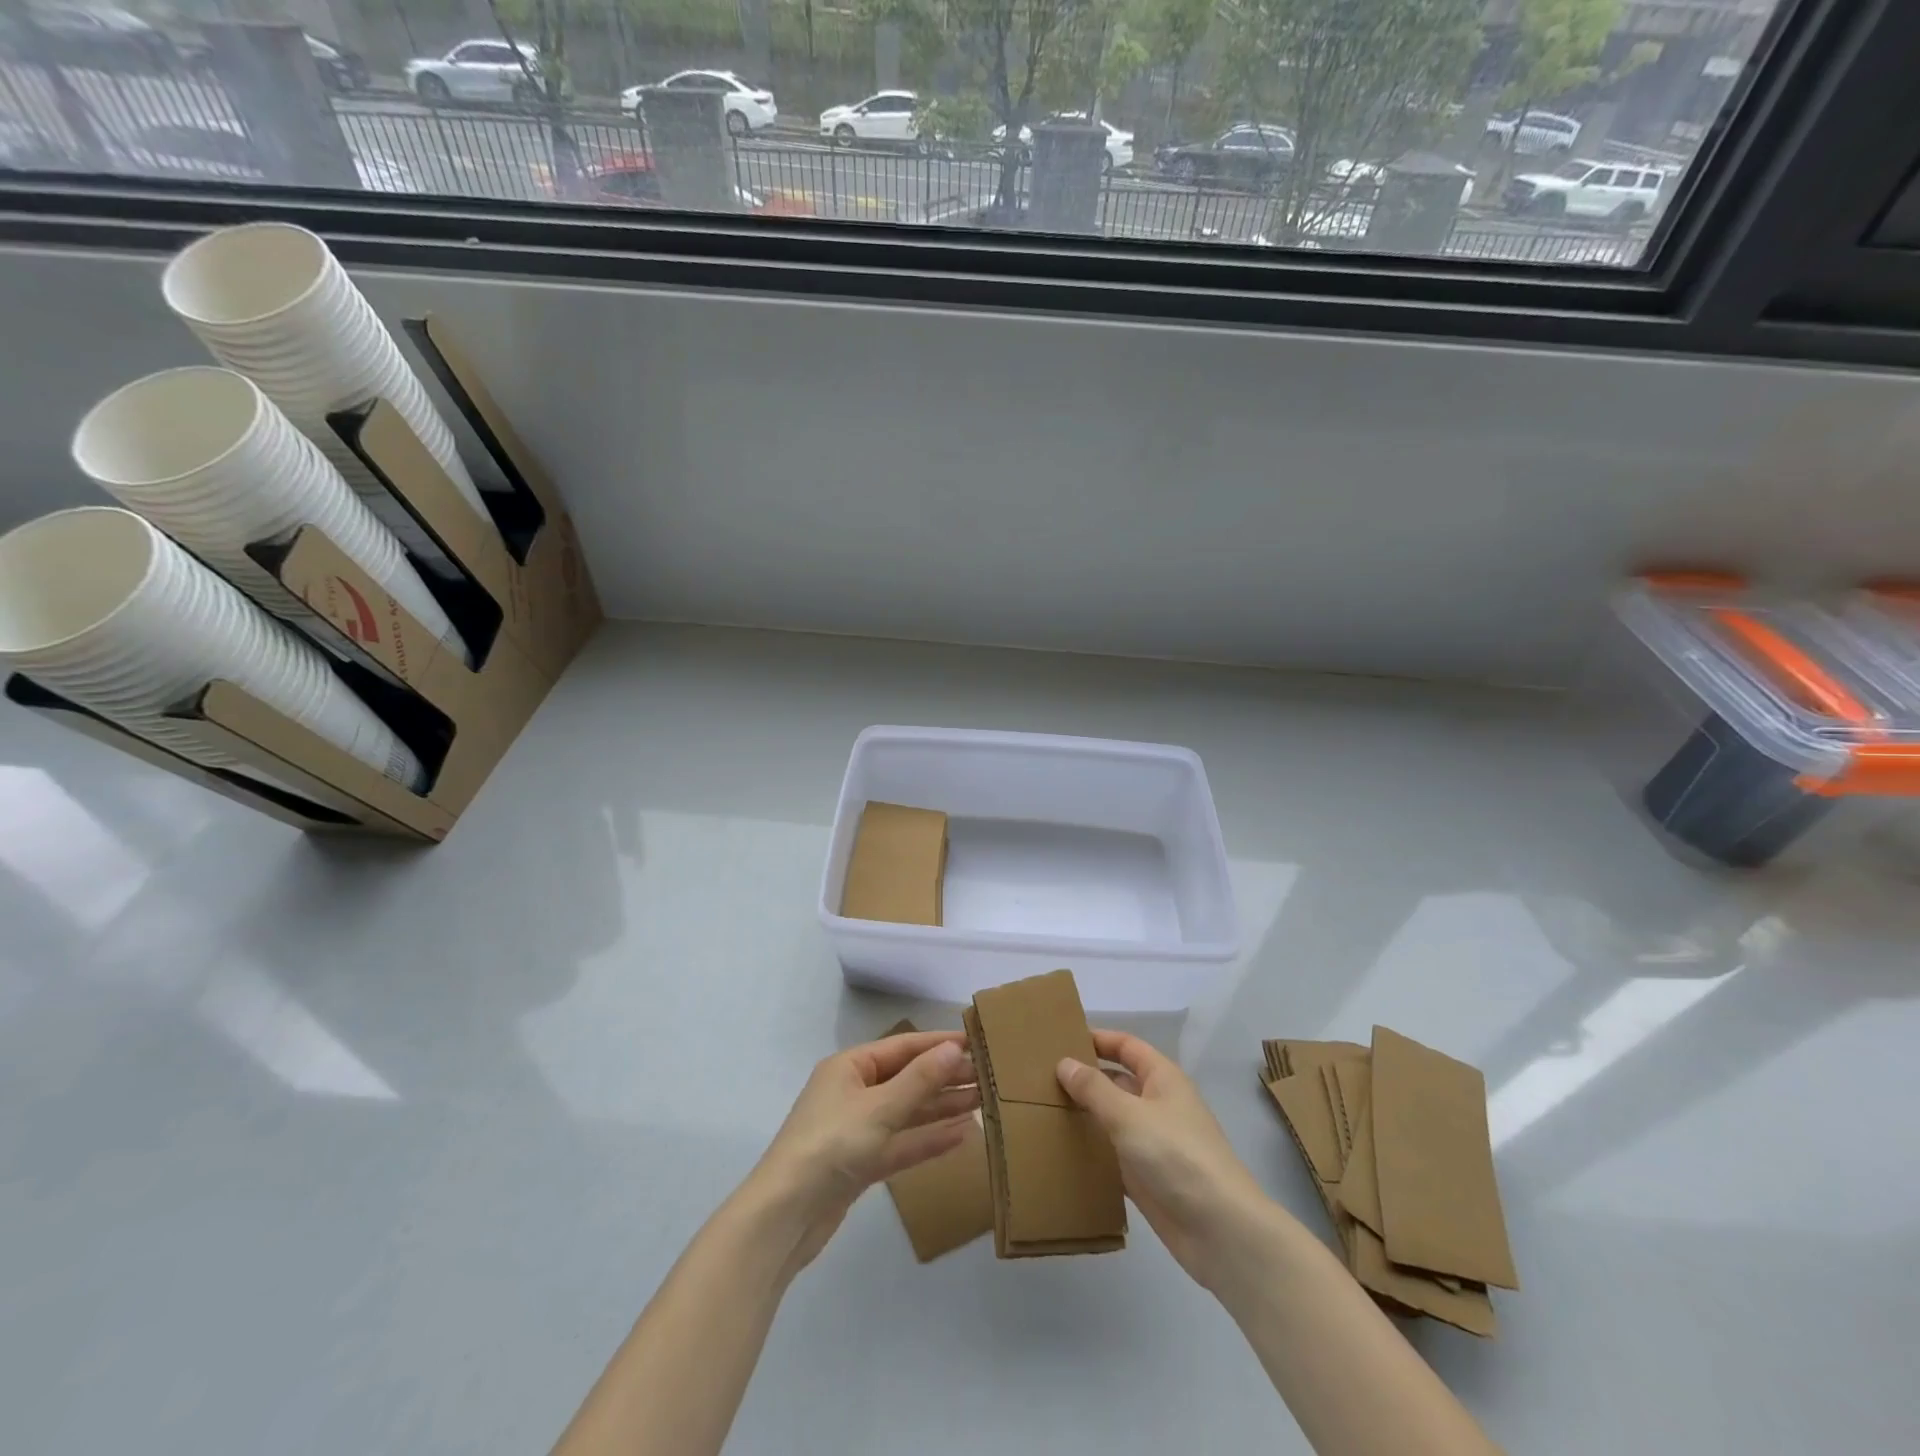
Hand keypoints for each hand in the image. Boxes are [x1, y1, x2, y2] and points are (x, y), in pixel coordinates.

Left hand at [747, 1031, 978, 1274]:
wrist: (784, 1217)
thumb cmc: (830, 1145)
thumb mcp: (879, 1108)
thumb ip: (920, 1080)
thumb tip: (954, 1048)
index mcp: (850, 1067)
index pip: (903, 1047)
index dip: (938, 1044)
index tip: (976, 1044)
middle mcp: (854, 1092)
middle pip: (907, 1078)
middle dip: (945, 1077)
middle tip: (988, 1078)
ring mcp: (857, 1129)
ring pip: (907, 1112)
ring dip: (942, 1107)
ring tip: (981, 1102)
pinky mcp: (861, 1164)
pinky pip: (901, 1144)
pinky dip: (928, 1140)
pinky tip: (961, 1137)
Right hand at [1057, 1030, 1271, 1290]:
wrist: (1220, 1231)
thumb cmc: (1177, 1155)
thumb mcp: (1130, 1114)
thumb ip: (1094, 1089)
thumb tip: (1064, 1062)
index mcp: (1163, 1079)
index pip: (1127, 1046)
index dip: (1098, 1039)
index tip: (1061, 1038)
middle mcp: (1158, 1105)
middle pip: (1118, 1081)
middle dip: (1085, 1078)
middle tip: (1041, 1077)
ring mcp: (1153, 1143)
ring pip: (1113, 1119)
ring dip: (1085, 1115)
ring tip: (1042, 1109)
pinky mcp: (1147, 1178)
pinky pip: (1112, 1155)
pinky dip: (1091, 1151)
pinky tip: (1061, 1150)